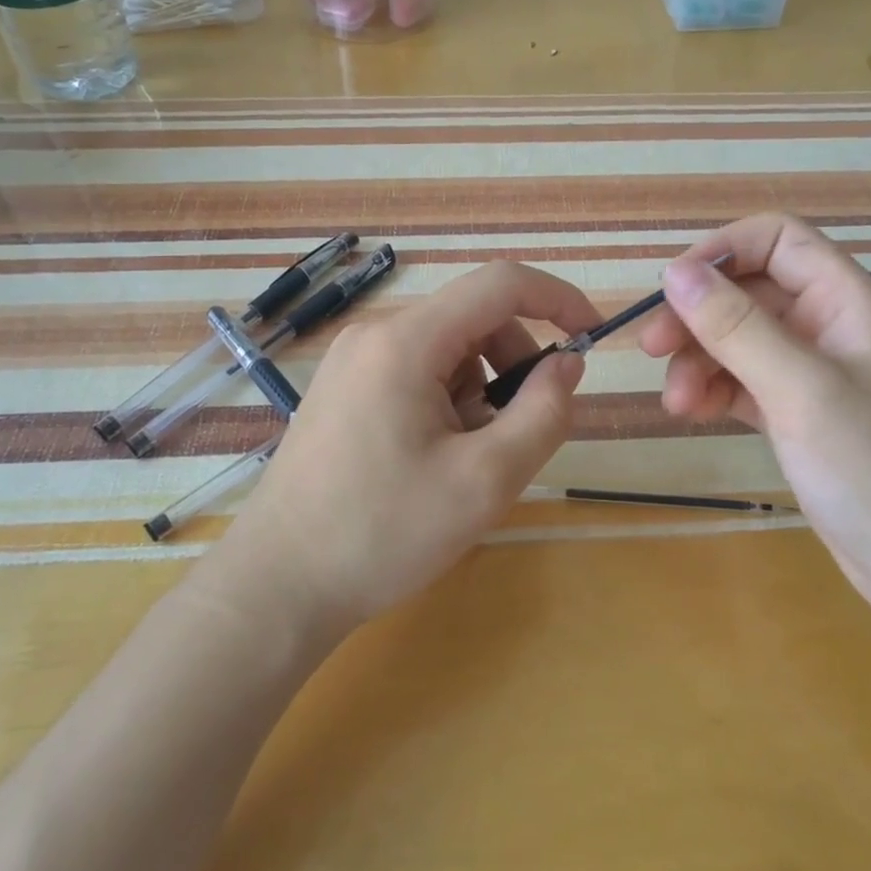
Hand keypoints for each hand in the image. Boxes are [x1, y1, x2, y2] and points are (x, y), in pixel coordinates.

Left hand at [222, 260, 604, 634]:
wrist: (278, 586)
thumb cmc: (383, 533)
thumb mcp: (485, 480)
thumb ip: (542, 413)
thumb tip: (567, 364)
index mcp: (406, 341)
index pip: (501, 284)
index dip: (557, 299)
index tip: (592, 336)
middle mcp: (375, 334)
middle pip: (473, 319)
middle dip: (514, 363)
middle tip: (521, 431)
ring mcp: (353, 360)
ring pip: (448, 349)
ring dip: (481, 390)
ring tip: (469, 458)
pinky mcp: (344, 388)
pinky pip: (417, 371)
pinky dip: (448, 401)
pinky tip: (434, 459)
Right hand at [639, 214, 870, 630]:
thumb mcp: (802, 390)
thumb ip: (737, 326)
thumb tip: (675, 271)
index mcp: (847, 301)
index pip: (778, 240)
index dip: (722, 251)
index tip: (672, 287)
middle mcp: (829, 326)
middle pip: (748, 291)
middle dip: (697, 315)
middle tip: (651, 349)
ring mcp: (814, 372)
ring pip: (739, 339)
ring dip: (699, 360)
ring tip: (676, 402)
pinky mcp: (799, 414)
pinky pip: (744, 381)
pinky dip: (714, 390)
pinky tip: (692, 412)